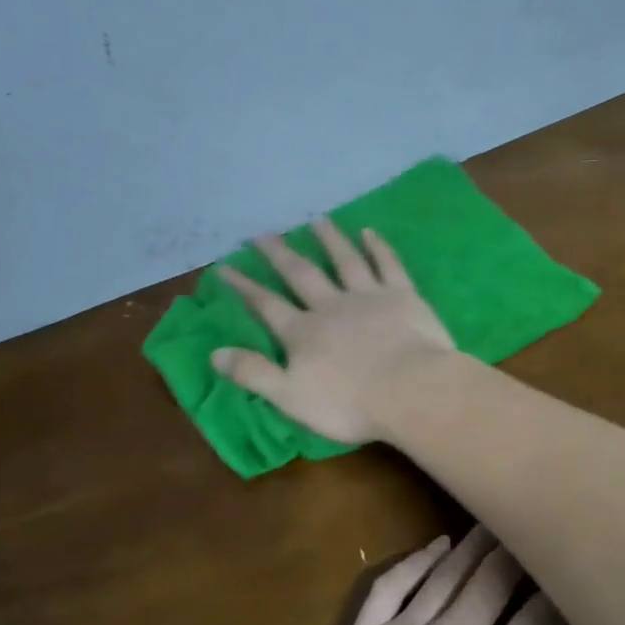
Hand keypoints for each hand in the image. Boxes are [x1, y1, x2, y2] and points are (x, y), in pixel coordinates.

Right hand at [212, 219, 454, 443]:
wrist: (411, 391)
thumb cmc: (350, 404)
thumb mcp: (291, 398)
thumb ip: (253, 374)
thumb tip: (214, 353)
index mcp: (303, 333)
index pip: (266, 306)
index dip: (244, 287)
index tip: (225, 267)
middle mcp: (331, 306)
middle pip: (301, 274)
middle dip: (280, 254)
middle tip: (263, 233)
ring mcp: (369, 297)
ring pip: (344, 261)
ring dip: (329, 239)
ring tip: (316, 219)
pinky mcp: (403, 296)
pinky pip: (388, 264)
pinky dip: (378, 247)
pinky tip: (369, 232)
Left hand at [269, 526, 611, 624]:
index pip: (536, 623)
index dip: (558, 595)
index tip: (572, 570)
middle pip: (489, 584)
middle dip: (516, 554)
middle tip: (533, 527)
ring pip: (444, 577)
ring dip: (472, 548)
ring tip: (493, 525)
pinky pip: (390, 586)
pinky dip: (415, 561)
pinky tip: (434, 547)